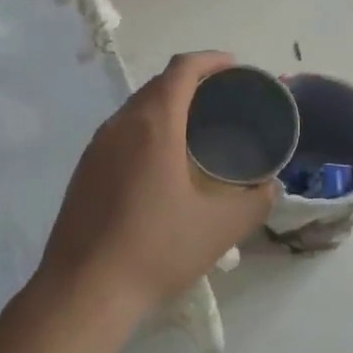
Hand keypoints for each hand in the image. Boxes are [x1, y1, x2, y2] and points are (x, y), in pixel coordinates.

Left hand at [39, 51, 276, 316]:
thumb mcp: (219, 228)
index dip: (210, 60)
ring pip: (136, 106)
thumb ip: (254, 202)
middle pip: (158, 83)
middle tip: (221, 98)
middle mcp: (121, 123)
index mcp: (155, 124)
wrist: (83, 292)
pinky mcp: (84, 169)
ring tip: (194, 126)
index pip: (182, 69)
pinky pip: (121, 130)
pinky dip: (146, 126)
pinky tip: (160, 160)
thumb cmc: (156, 249)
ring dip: (166, 104)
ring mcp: (97, 146)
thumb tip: (270, 187)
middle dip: (191, 80)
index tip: (234, 67)